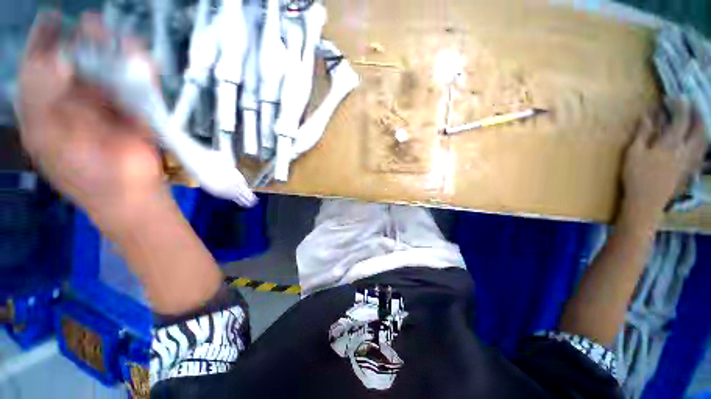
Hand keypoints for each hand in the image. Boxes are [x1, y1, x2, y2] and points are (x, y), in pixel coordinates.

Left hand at [16, 13, 165, 228]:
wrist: (128, 193)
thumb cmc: (82, 174)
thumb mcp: (46, 138)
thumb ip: (43, 98)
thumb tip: (60, 60)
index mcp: (47, 106)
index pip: (40, 66)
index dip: (44, 41)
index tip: (53, 18)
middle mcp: (76, 99)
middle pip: (77, 61)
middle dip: (82, 40)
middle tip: (90, 23)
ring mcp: (109, 104)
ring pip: (108, 69)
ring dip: (111, 49)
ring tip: (112, 33)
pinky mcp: (138, 111)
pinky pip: (139, 85)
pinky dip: (141, 69)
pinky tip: (140, 55)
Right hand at [621, 98, 707, 224]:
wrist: (646, 202)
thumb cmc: (635, 177)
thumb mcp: (633, 154)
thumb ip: (643, 134)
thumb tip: (648, 115)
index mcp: (671, 144)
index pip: (681, 120)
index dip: (679, 106)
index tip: (675, 98)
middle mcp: (685, 150)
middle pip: (698, 128)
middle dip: (696, 114)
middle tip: (691, 105)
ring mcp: (689, 160)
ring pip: (703, 140)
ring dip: (702, 127)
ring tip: (697, 119)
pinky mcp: (688, 169)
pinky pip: (701, 152)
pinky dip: (701, 142)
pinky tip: (699, 140)